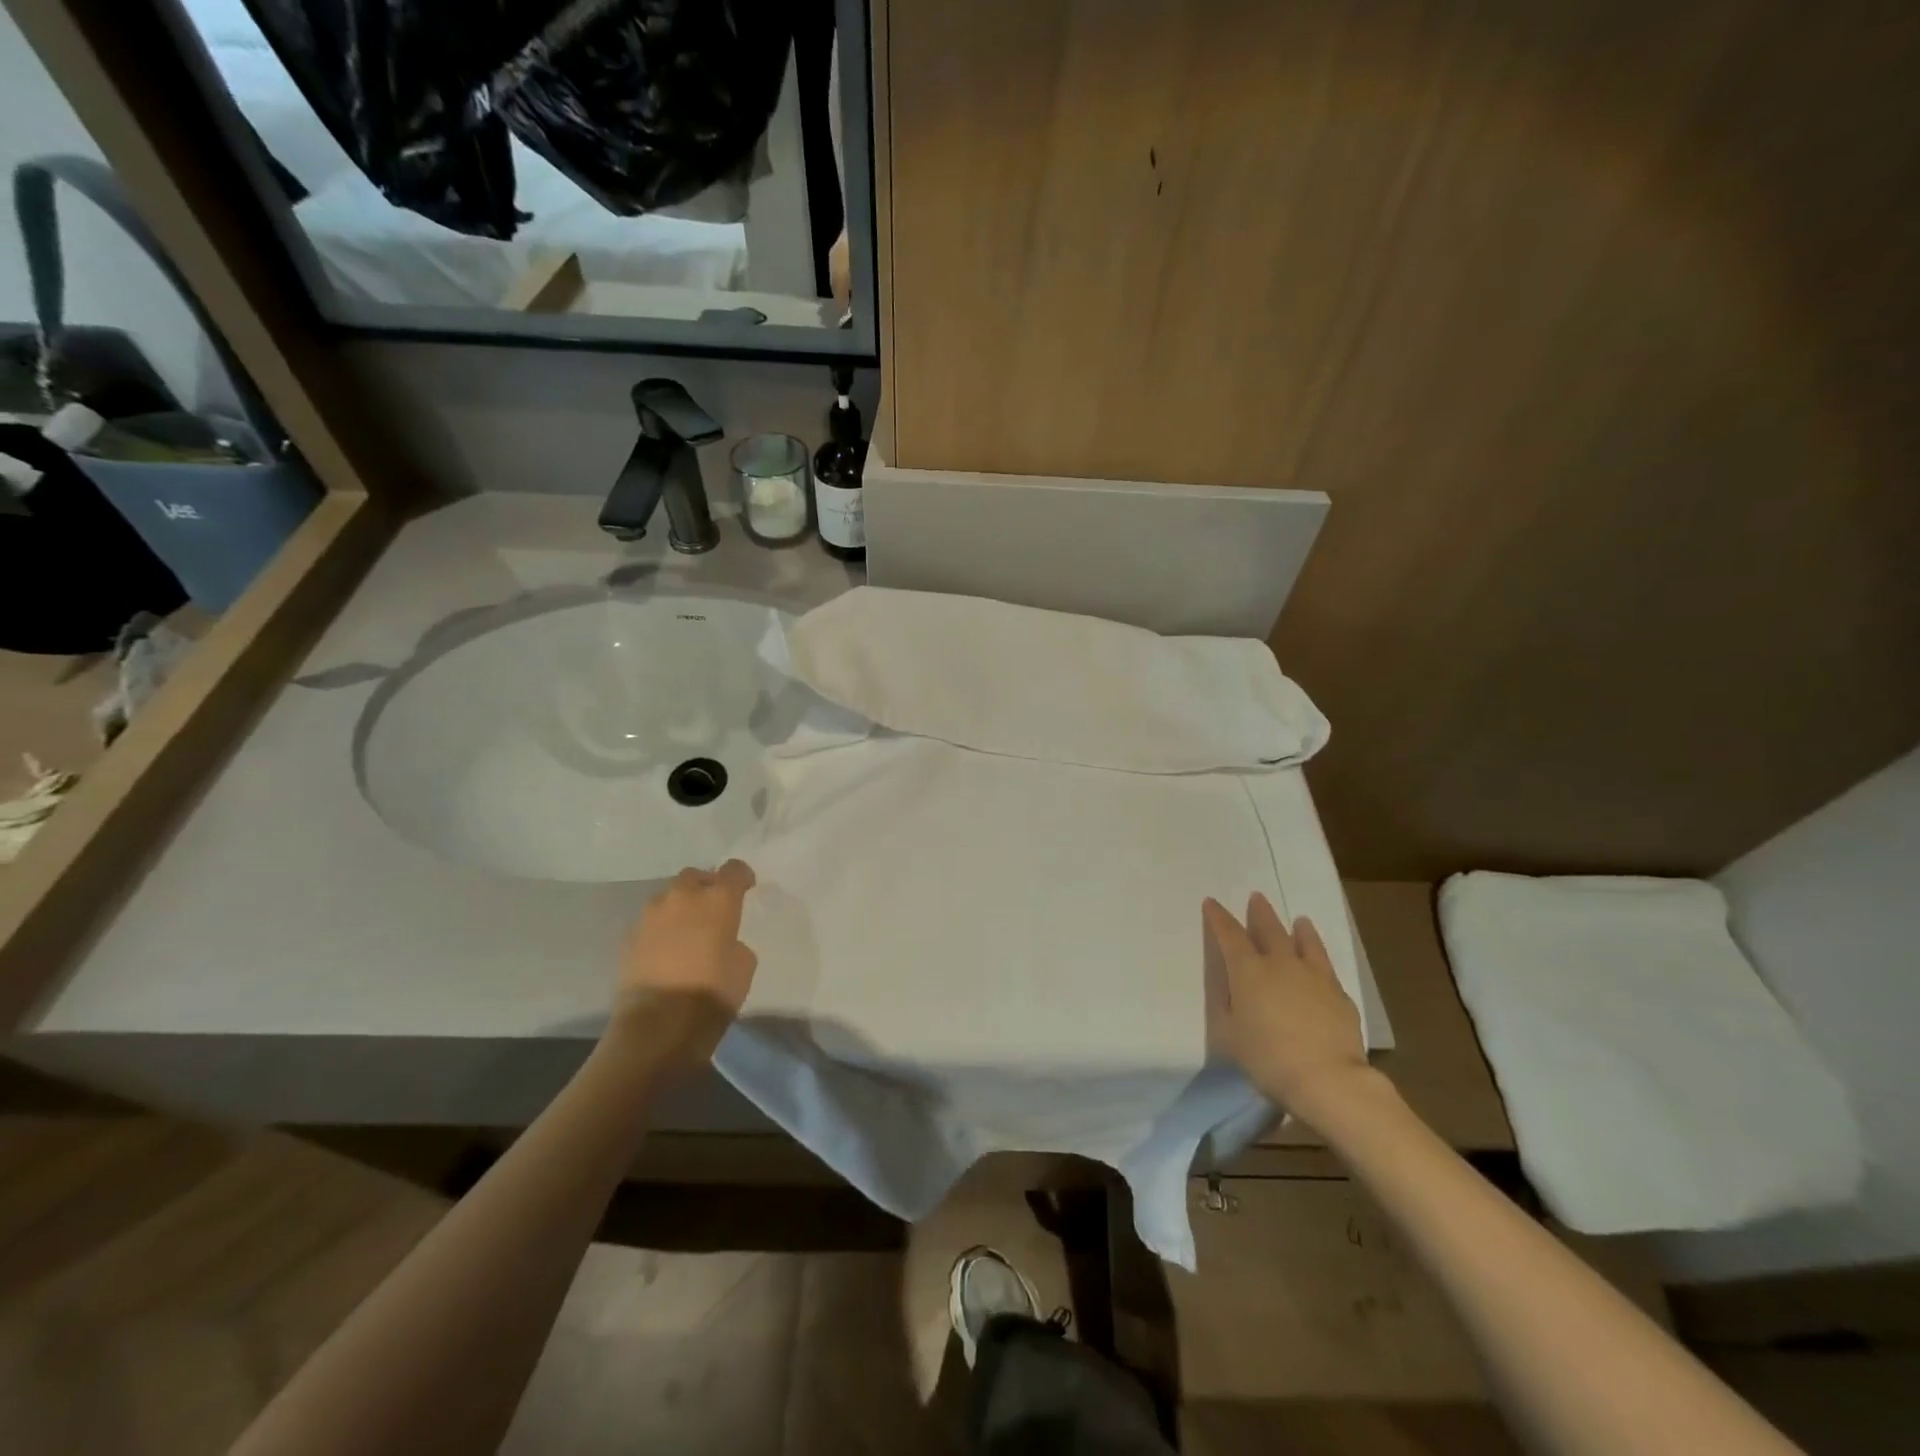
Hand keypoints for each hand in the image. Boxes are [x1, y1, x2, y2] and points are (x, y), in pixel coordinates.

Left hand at [613, 860, 758, 1063]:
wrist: (660, 1023)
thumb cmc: (714, 991)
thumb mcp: (744, 965)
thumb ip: (735, 941)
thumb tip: (723, 941)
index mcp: (719, 899)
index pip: (734, 869)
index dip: (742, 877)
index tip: (745, 889)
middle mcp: (683, 896)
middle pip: (695, 876)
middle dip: (704, 887)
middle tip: (712, 908)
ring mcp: (651, 914)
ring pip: (668, 897)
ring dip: (679, 906)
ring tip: (685, 929)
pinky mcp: (629, 936)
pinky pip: (650, 922)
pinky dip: (660, 929)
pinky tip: (665, 949)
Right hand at [1203, 893, 1370, 1124]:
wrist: (1327, 1078)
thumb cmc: (1267, 1058)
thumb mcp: (1230, 1035)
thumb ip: (1228, 1007)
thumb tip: (1232, 992)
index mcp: (1248, 971)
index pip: (1229, 935)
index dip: (1218, 918)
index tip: (1211, 903)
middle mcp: (1281, 964)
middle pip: (1270, 929)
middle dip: (1260, 913)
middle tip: (1257, 897)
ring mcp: (1314, 977)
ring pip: (1306, 943)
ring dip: (1300, 930)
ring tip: (1300, 920)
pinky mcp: (1340, 995)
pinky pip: (1327, 968)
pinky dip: (1319, 959)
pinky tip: (1320, 965)